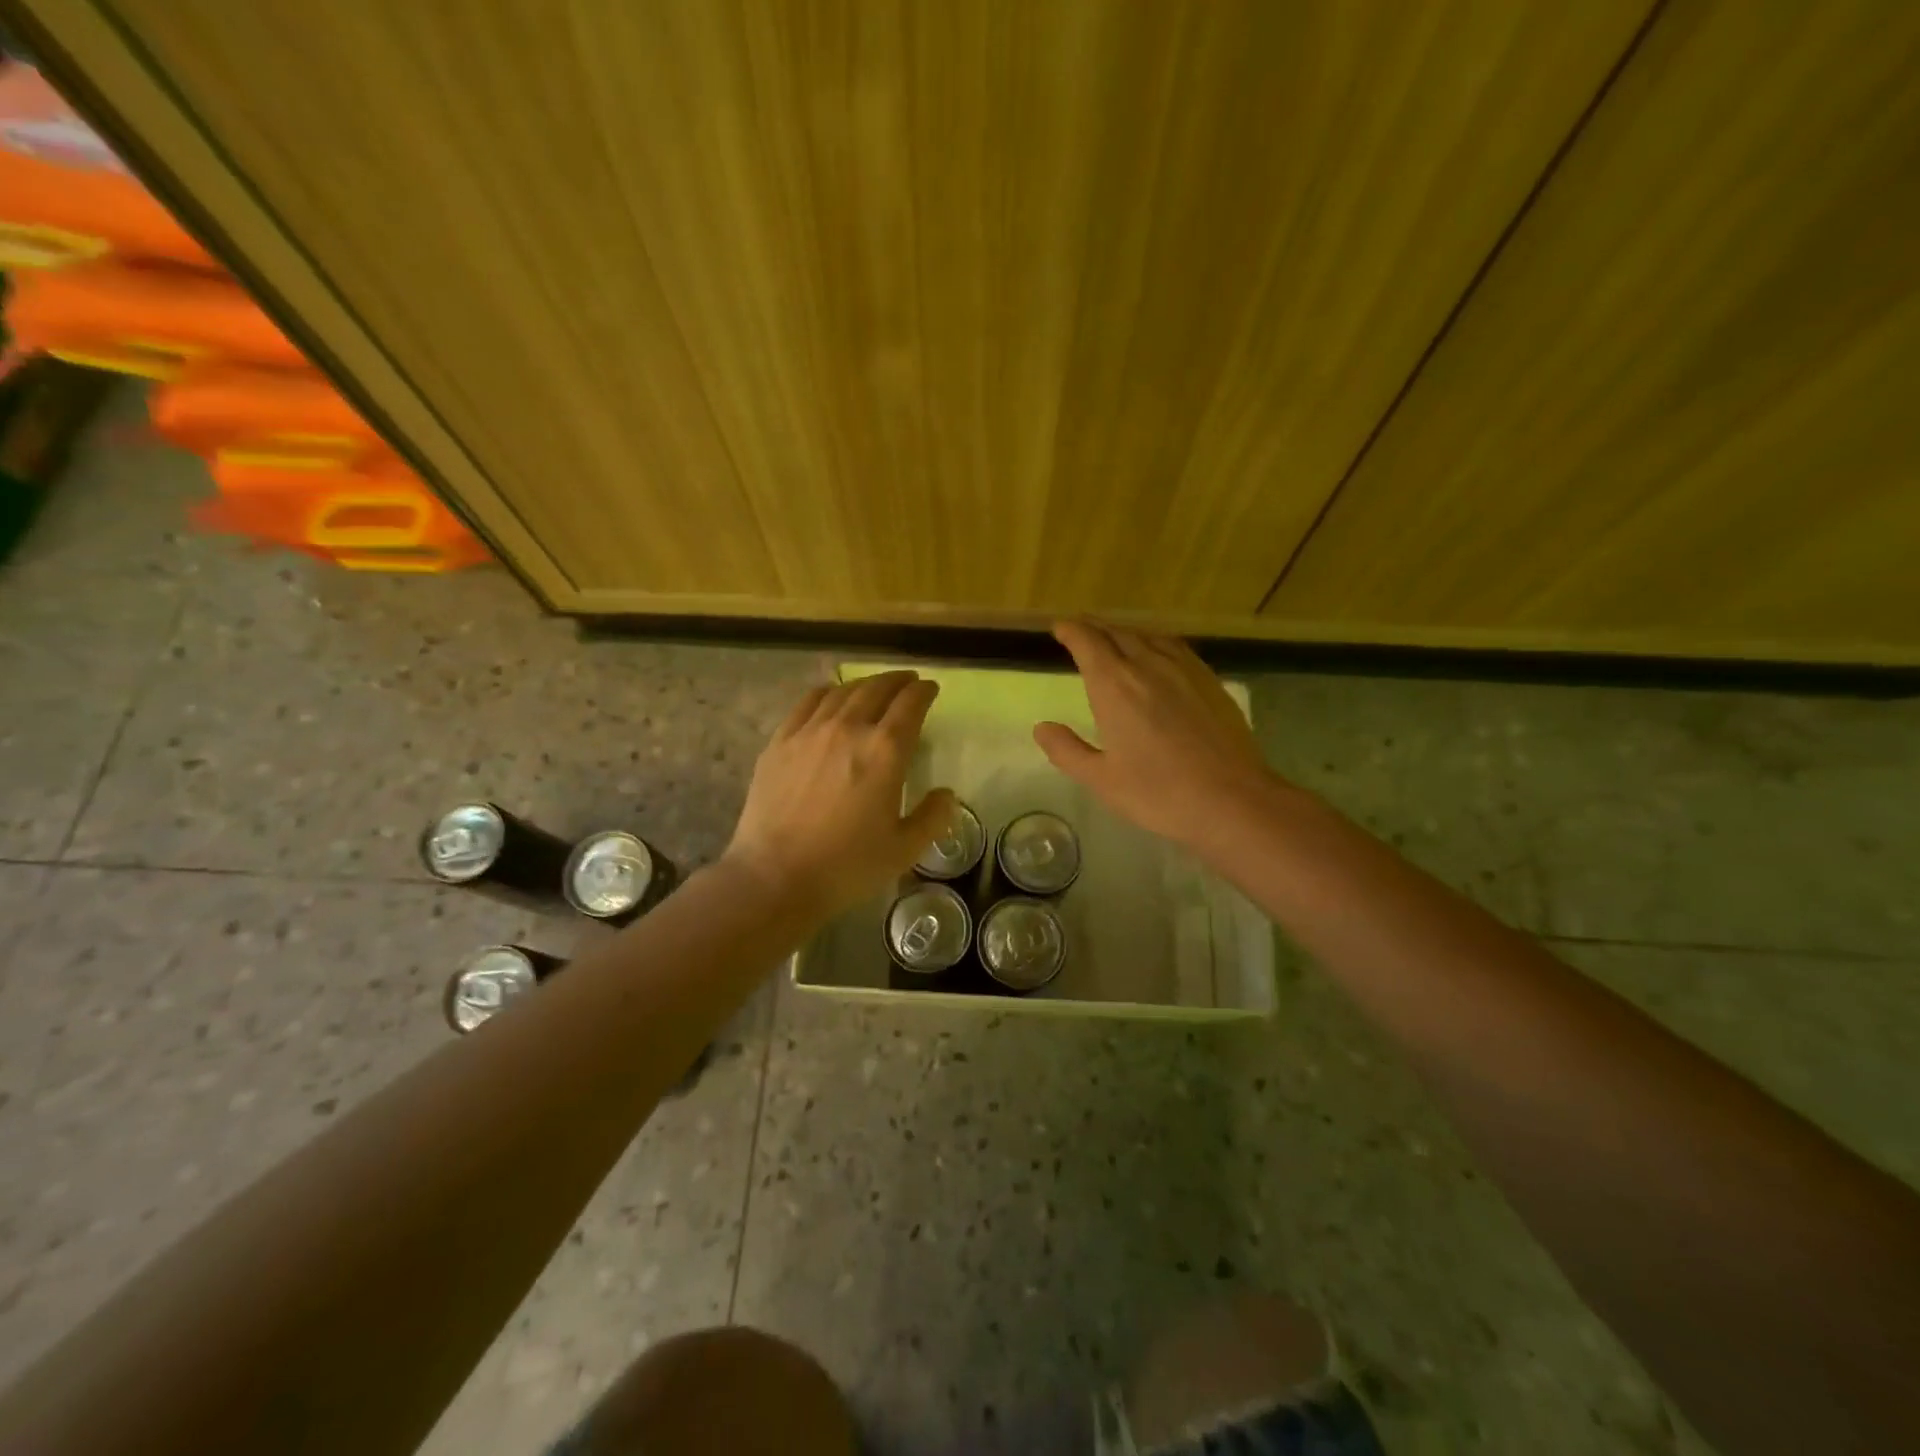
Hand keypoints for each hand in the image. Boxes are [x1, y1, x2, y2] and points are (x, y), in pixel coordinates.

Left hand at [725, 671, 956, 915]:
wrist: (775, 876)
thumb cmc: (846, 866)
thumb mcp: (904, 850)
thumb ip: (933, 817)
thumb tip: (946, 794)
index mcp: (885, 751)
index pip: (910, 705)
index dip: (924, 692)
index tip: (930, 689)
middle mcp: (849, 728)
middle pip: (877, 689)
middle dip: (897, 681)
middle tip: (907, 682)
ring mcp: (810, 731)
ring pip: (842, 691)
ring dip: (864, 684)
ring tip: (873, 688)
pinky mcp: (780, 742)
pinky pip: (807, 703)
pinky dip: (827, 693)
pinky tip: (830, 697)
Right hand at [1035, 621, 1277, 850]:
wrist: (1232, 799)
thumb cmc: (1159, 792)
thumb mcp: (1101, 779)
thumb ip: (1067, 750)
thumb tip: (1041, 728)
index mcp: (1115, 685)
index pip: (1087, 642)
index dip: (1070, 631)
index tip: (1059, 628)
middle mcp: (1148, 665)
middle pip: (1116, 634)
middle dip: (1094, 629)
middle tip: (1080, 631)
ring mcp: (1183, 669)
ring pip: (1147, 637)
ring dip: (1124, 634)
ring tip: (1114, 640)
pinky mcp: (1209, 680)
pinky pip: (1174, 648)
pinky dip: (1155, 643)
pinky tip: (1157, 656)